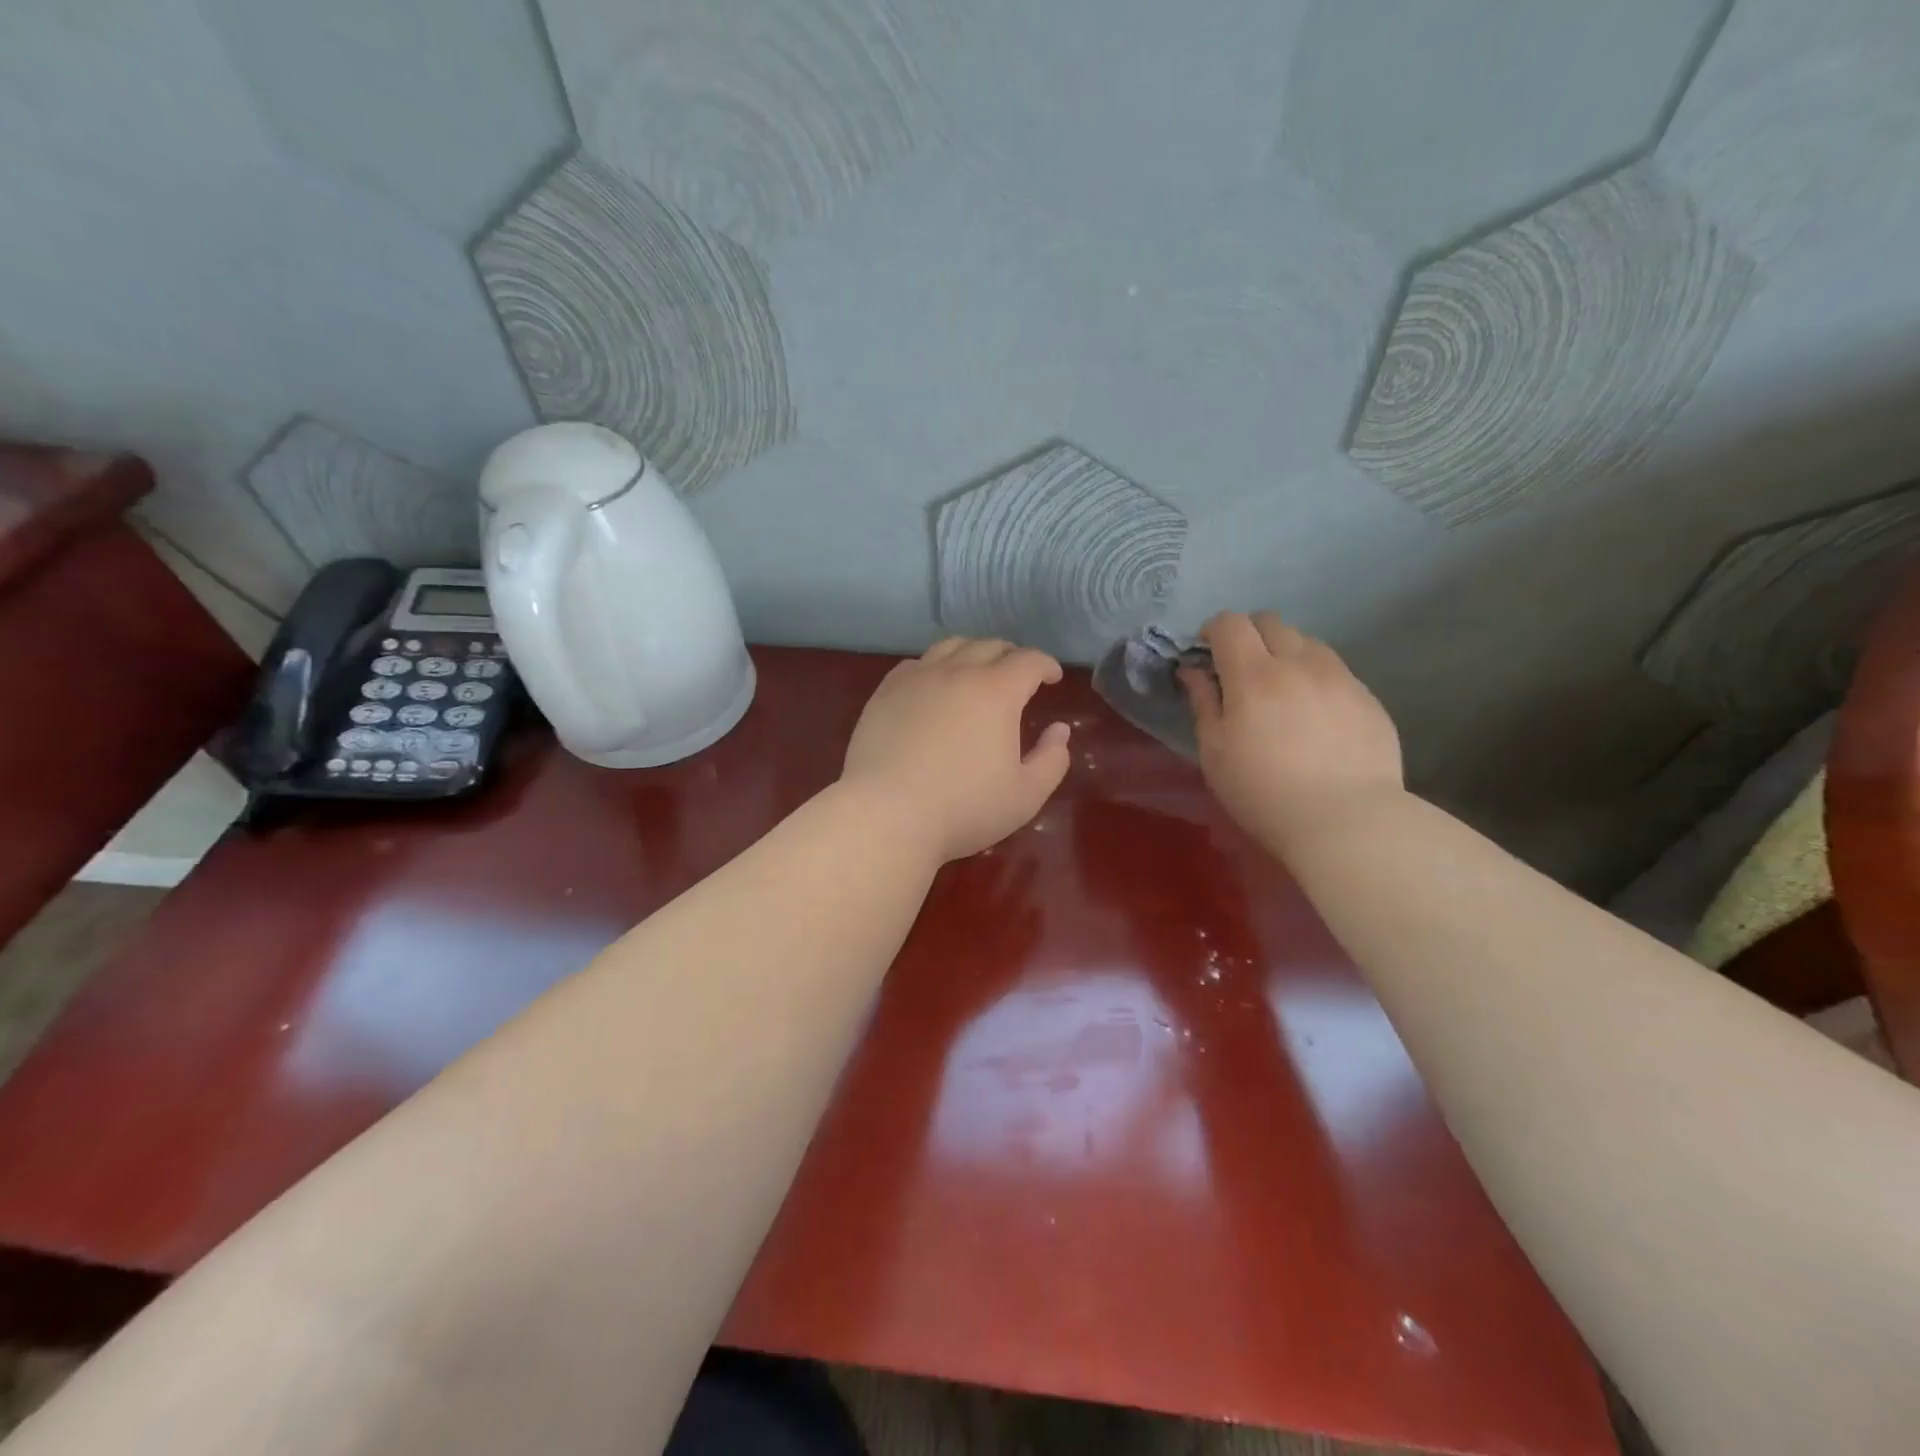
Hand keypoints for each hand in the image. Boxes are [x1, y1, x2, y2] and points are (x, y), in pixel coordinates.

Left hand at [840, 638, 1072, 863]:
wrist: (886, 814)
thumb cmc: (963, 809)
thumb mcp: (1025, 796)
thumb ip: (1051, 760)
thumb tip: (1059, 730)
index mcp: (997, 692)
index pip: (1029, 661)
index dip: (1046, 665)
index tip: (1053, 678)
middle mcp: (957, 673)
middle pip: (990, 646)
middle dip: (1012, 655)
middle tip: (1019, 675)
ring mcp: (917, 678)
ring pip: (951, 647)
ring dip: (973, 652)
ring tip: (977, 671)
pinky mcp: (885, 692)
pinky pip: (916, 664)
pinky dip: (934, 666)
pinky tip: (933, 685)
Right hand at [1180, 612, 1402, 850]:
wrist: (1348, 821)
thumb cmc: (1263, 792)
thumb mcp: (1215, 752)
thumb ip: (1203, 703)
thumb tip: (1193, 671)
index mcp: (1254, 675)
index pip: (1230, 623)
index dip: (1213, 631)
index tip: (1206, 655)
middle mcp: (1299, 663)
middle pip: (1270, 621)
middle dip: (1248, 635)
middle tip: (1240, 671)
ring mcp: (1340, 677)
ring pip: (1307, 641)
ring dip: (1285, 653)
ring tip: (1281, 691)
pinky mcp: (1368, 697)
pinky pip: (1335, 670)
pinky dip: (1315, 678)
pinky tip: (1314, 716)